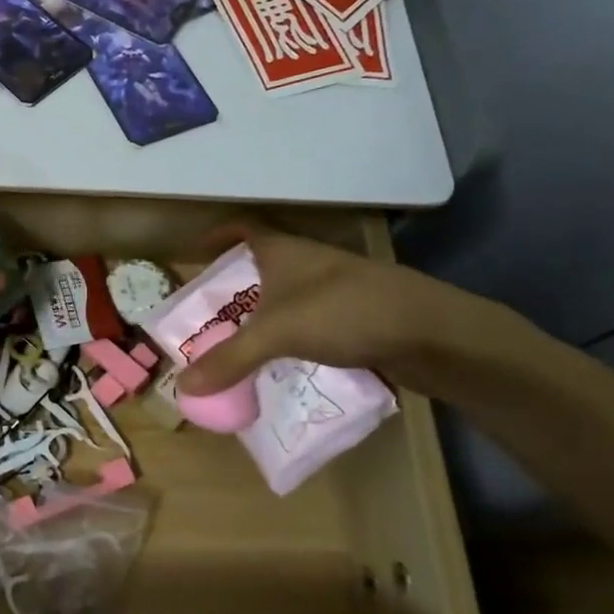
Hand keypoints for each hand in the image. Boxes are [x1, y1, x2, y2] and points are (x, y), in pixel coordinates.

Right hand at [174, 226, 477, 396]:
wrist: (431, 332)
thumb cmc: (344, 312)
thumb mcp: (276, 333)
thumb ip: (229, 359)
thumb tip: (182, 385)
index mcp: (284, 250)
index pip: (243, 228)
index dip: (218, 236)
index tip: (193, 253)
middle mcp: (308, 263)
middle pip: (262, 264)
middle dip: (234, 284)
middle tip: (205, 311)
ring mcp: (335, 289)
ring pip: (287, 295)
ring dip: (262, 312)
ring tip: (234, 338)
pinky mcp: (356, 317)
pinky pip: (310, 322)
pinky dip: (290, 335)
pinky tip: (279, 359)